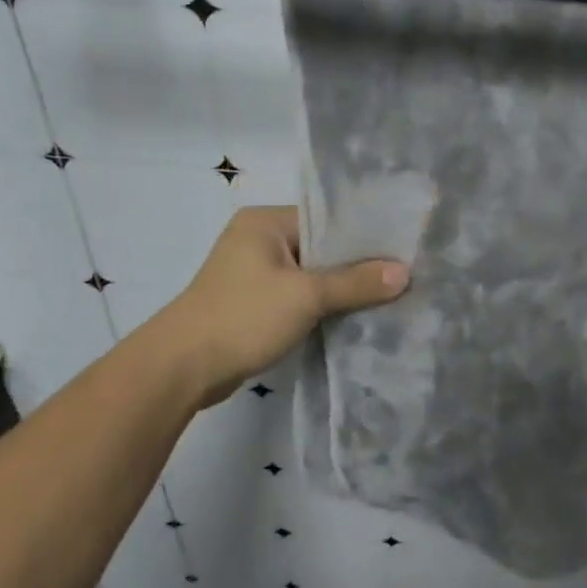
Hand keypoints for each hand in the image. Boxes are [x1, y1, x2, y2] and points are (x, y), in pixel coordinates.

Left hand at [161, 206, 408, 408]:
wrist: (182, 368)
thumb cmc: (243, 317)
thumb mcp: (306, 296)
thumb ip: (355, 283)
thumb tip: (404, 272)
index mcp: (265, 222)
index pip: (327, 219)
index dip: (365, 235)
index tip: (403, 250)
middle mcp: (258, 240)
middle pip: (321, 248)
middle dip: (357, 265)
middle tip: (402, 276)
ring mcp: (253, 273)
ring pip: (311, 275)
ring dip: (340, 289)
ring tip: (387, 297)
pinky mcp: (254, 303)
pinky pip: (298, 296)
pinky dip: (321, 306)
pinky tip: (353, 317)